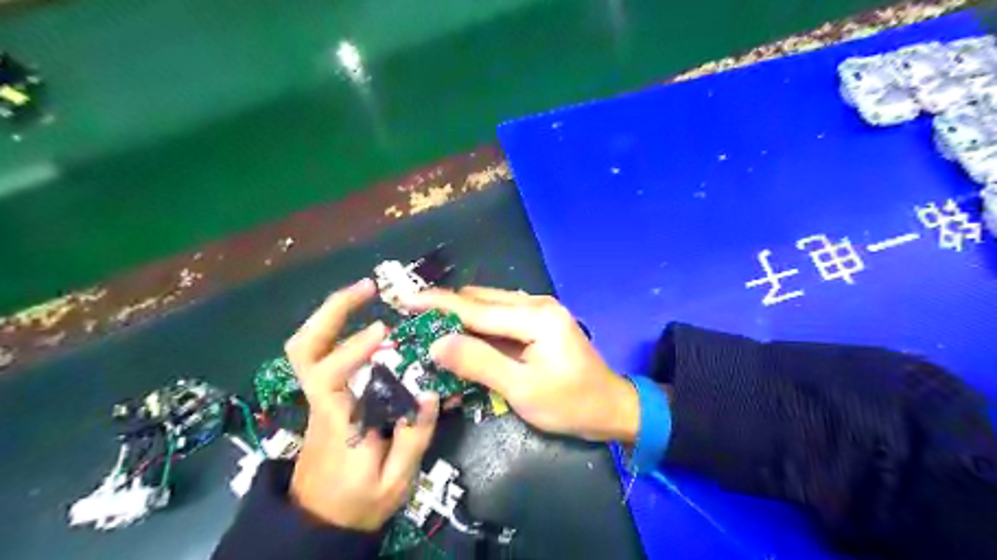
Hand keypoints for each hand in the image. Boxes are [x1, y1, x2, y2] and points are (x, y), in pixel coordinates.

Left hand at [280, 278, 437, 530]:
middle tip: (368, 288)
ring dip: (334, 313)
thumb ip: (413, 437)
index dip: (352, 349)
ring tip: (368, 292)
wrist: (320, 521)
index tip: (385, 331)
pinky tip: (365, 318)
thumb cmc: (358, 503)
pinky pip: (324, 353)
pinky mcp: (327, 395)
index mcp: (338, 422)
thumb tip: (429, 389)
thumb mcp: (395, 482)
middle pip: (304, 349)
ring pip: (309, 346)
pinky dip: (339, 327)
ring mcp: (320, 395)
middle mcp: (322, 400)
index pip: (329, 377)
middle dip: (331, 311)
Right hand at [405, 287, 637, 443]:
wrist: (610, 407)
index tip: (404, 300)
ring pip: (488, 306)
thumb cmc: (570, 403)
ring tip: (431, 330)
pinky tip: (462, 340)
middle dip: (446, 310)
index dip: (437, 304)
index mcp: (535, 316)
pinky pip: (500, 318)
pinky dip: (478, 327)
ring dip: (460, 317)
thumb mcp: (522, 389)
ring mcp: (539, 311)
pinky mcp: (539, 322)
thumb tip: (437, 344)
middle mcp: (536, 304)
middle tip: (414, 322)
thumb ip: (479, 363)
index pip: (475, 307)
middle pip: (480, 301)